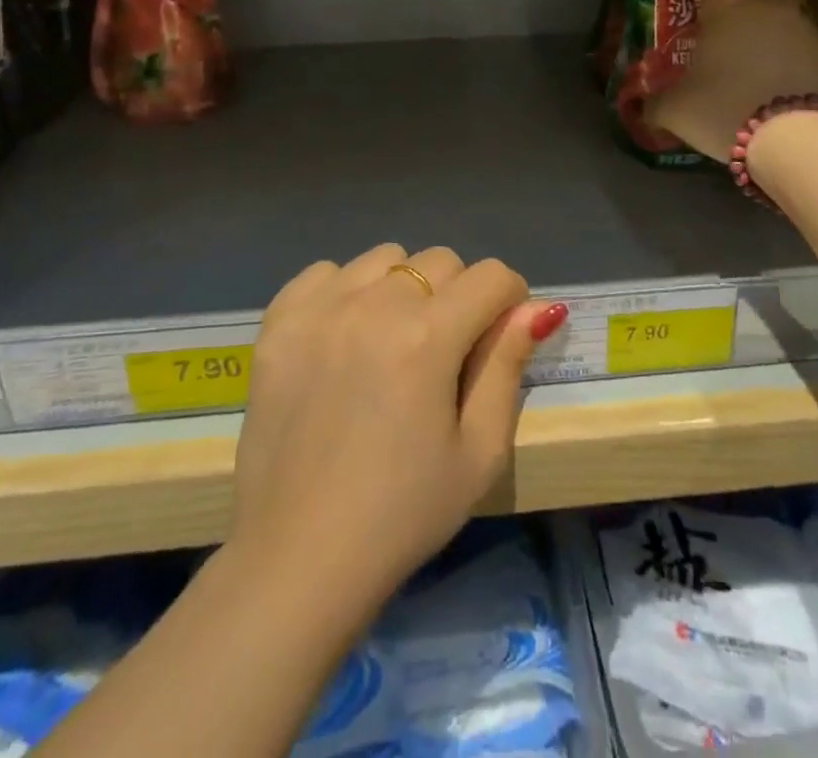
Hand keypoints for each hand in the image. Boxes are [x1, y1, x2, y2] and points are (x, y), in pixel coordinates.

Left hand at [230, 244, 564, 624]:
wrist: (297, 559)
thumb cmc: (402, 514)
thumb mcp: (479, 452)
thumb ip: (508, 367)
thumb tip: (538, 309)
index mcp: (428, 335)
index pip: (492, 276)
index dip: (510, 301)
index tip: (500, 338)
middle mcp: (374, 303)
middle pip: (440, 261)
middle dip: (459, 296)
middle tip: (444, 354)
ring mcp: (320, 308)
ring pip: (385, 258)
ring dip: (402, 288)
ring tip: (390, 342)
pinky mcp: (279, 322)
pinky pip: (326, 272)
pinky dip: (344, 291)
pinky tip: (343, 337)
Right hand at [649, 0, 817, 159]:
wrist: (798, 141)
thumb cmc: (726, 107)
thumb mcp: (677, 109)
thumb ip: (658, 103)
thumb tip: (642, 108)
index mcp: (729, 8)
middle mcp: (770, 11)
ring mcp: (805, 34)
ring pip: (789, 16)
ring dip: (772, 26)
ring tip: (753, 59)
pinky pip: (804, 51)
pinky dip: (789, 60)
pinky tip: (775, 87)